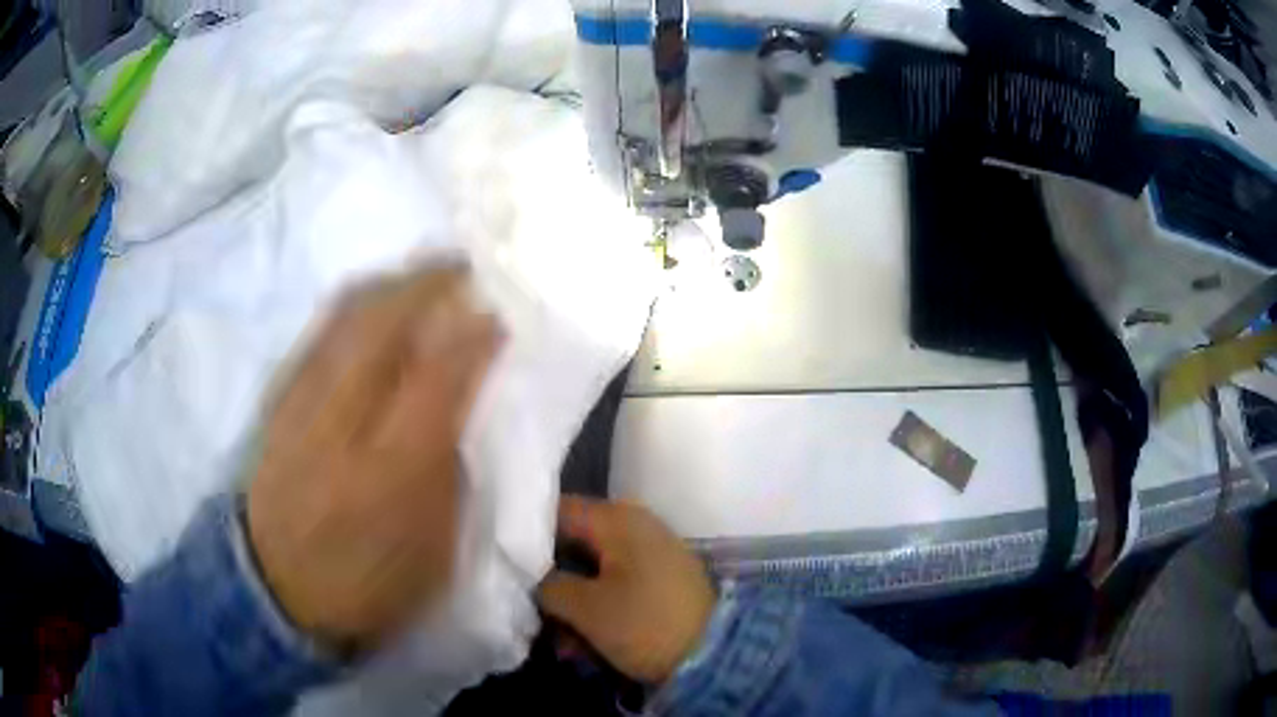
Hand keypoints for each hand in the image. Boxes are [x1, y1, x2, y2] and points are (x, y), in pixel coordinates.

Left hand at [246, 265, 499, 651]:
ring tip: (418, 275)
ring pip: (342, 322)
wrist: (276, 592)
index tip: (495, 317)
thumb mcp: (435, 553)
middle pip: (380, 329)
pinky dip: (349, 309)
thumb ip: (449, 473)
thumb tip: (458, 404)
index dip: (471, 339)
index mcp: (391, 474)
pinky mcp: (277, 407)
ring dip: (387, 287)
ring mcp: (301, 409)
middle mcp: (341, 427)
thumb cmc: (368, 586)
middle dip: (425, 285)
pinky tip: (369, 304)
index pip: (436, 380)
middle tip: (460, 267)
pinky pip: (315, 337)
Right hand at [537, 497, 715, 684]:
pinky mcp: (659, 581)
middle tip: (530, 612)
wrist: (715, 653)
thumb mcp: (586, 608)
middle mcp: (634, 527)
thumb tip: (530, 576)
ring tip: (561, 644)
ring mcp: (650, 554)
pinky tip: (583, 645)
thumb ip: (547, 585)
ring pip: (592, 572)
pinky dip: (597, 610)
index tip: (504, 563)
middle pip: (573, 544)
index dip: (526, 536)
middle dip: (549, 582)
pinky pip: (615, 587)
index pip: (557, 510)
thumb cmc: (644, 623)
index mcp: (617, 519)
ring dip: (571, 606)